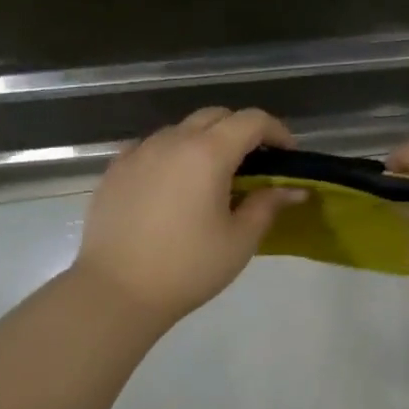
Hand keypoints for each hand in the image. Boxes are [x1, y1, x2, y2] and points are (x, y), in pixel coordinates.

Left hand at [73, 107, 303, 331]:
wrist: (116, 291)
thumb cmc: (188, 267)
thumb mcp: (239, 241)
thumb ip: (267, 206)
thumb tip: (293, 189)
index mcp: (208, 153)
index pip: (251, 121)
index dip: (277, 131)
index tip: (287, 156)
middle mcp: (172, 141)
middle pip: (215, 117)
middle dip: (241, 131)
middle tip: (254, 166)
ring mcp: (139, 152)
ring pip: (181, 130)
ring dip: (204, 142)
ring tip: (211, 178)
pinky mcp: (115, 170)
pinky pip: (151, 147)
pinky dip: (171, 155)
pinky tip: (172, 185)